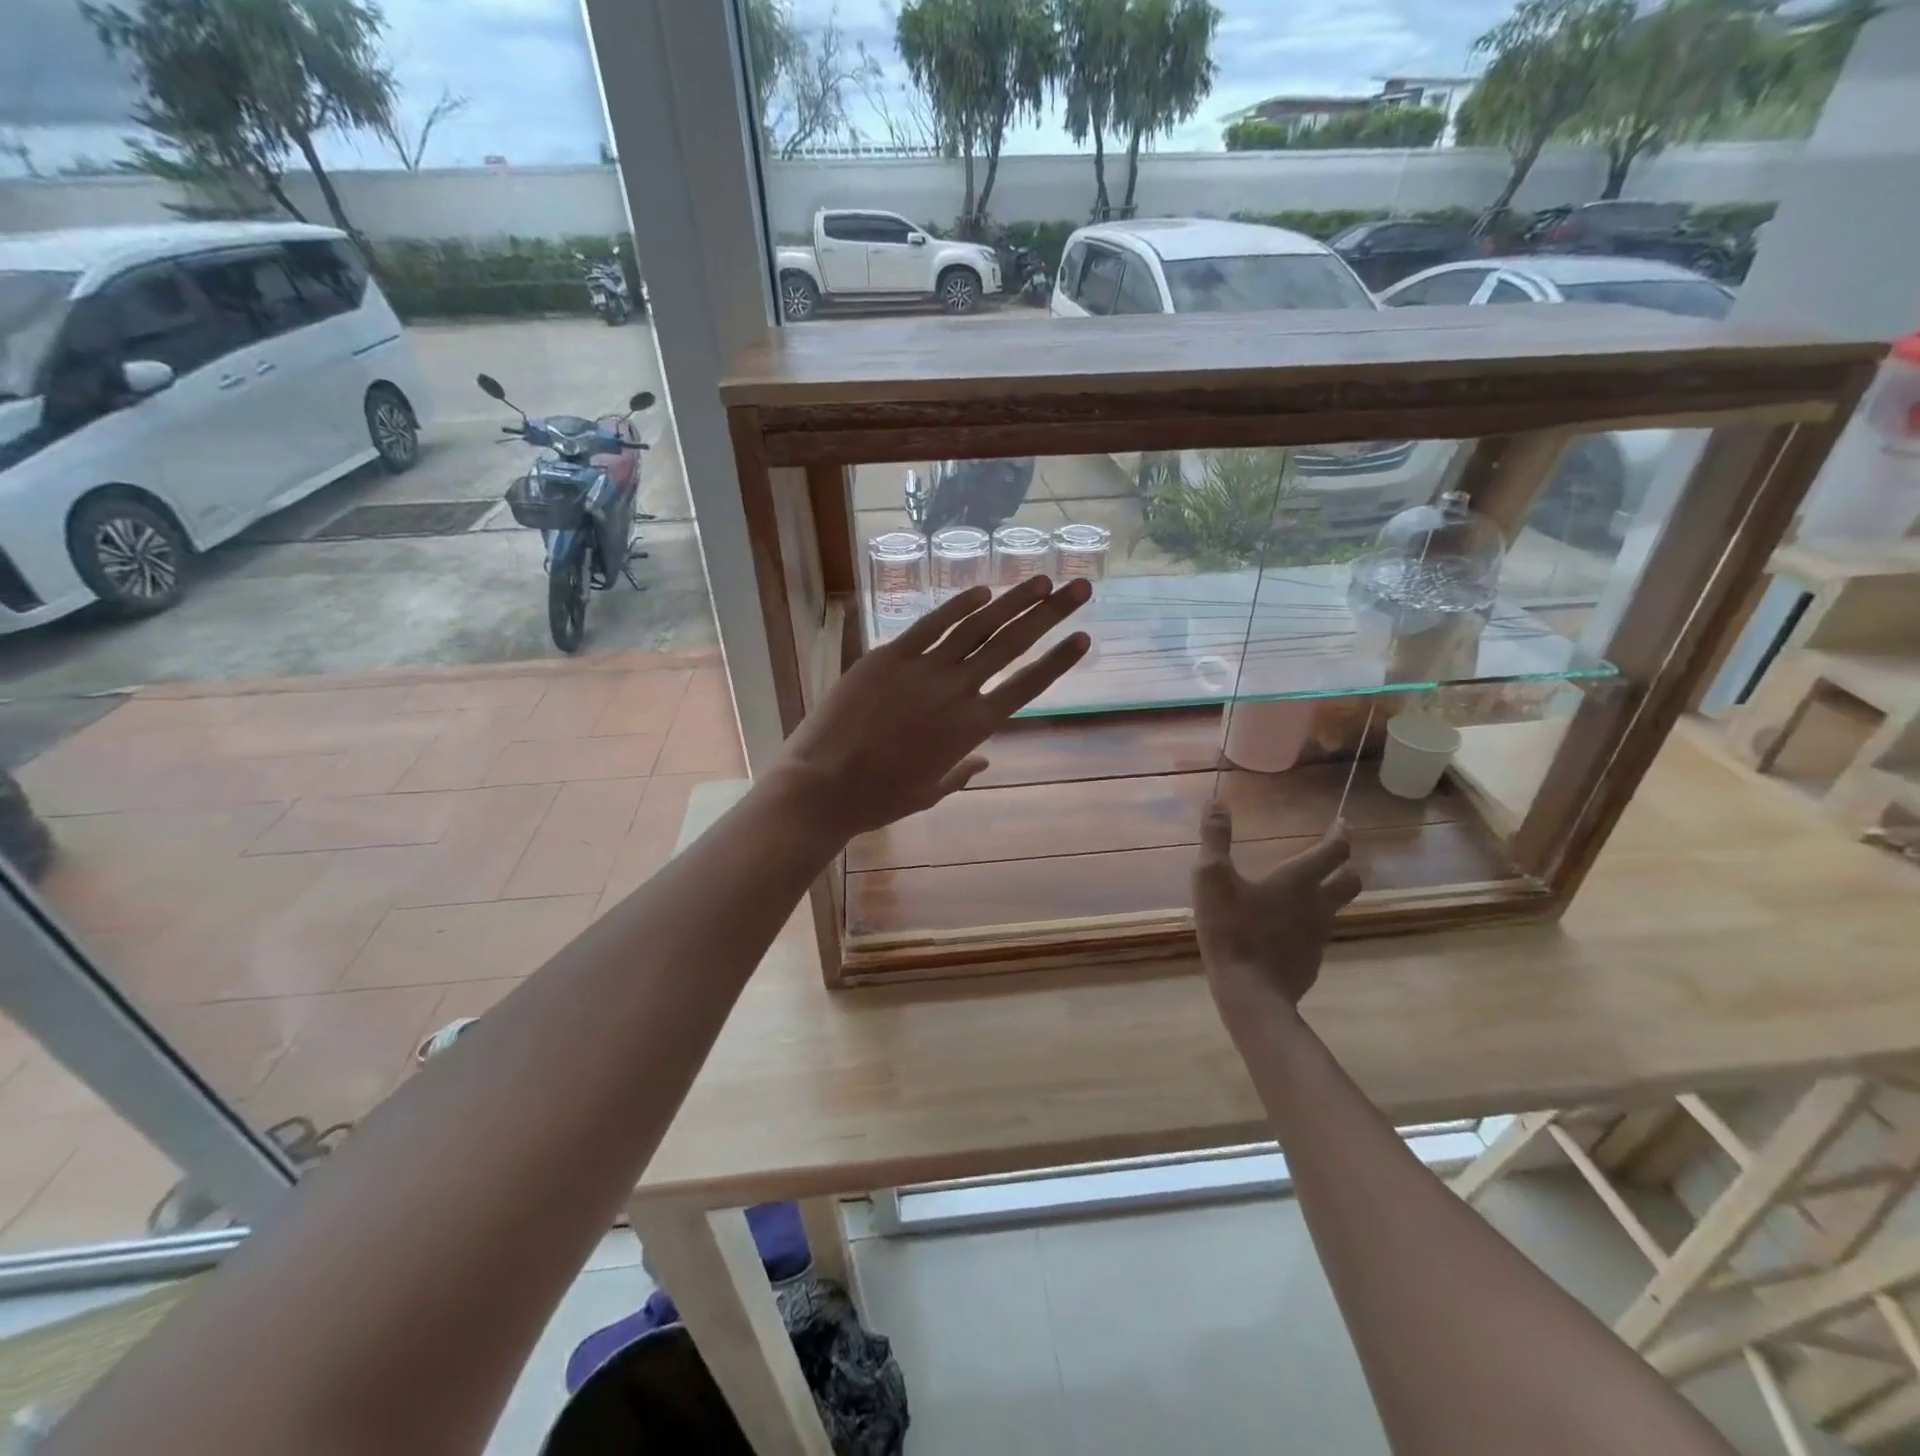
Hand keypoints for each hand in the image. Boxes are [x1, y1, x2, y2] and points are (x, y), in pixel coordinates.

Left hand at [773, 577, 1091, 840]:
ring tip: (1040, 580)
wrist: (824, 785)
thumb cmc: (879, 797)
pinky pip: (930, 623)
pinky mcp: (888, 656)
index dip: (1058, 660)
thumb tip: (984, 760)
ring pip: (977, 627)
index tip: (1084, 637)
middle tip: (1079, 588)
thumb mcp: (930, 790)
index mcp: (972, 728)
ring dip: (1013, 601)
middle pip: (1012, 645)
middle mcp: (957, 691)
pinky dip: (958, 604)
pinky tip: (982, 590)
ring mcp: (922, 669)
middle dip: (1050, 614)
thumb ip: (962, 770)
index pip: (1027, 685)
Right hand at [1192, 802, 1361, 1019]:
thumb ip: (1214, 839)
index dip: (1339, 835)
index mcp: (1298, 880)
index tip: (1342, 823)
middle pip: (1350, 881)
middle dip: (1345, 866)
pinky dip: (1311, 924)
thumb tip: (1215, 802)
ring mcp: (1318, 935)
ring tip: (1311, 891)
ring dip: (1330, 895)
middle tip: (1333, 858)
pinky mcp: (1311, 959)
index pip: (1333, 851)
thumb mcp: (1211, 878)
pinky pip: (1319, 933)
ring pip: (1336, 908)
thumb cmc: (1231, 930)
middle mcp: (1318, 904)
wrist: (1250, 993)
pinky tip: (1289, 928)